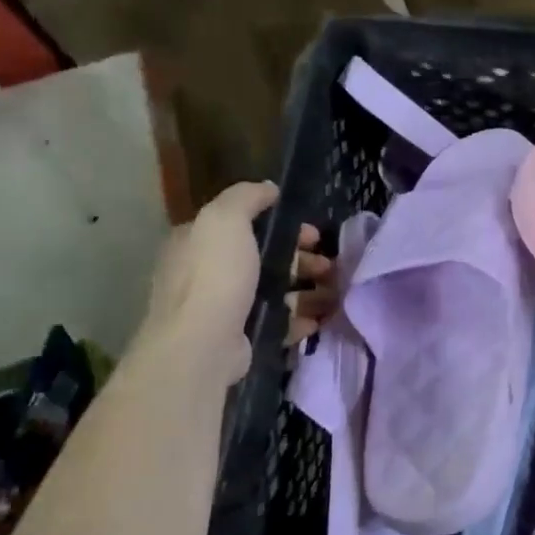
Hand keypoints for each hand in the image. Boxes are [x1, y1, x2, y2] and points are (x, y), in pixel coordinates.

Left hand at [141, 181, 336, 382]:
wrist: (202, 346)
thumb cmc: (215, 276)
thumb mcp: (225, 220)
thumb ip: (246, 198)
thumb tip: (268, 189)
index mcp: (199, 243)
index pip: (245, 226)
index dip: (282, 225)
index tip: (313, 234)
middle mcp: (207, 273)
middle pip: (264, 259)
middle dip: (301, 259)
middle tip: (330, 265)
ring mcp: (224, 308)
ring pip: (274, 291)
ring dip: (307, 290)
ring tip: (335, 292)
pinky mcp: (240, 338)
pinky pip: (277, 323)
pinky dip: (300, 319)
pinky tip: (320, 319)